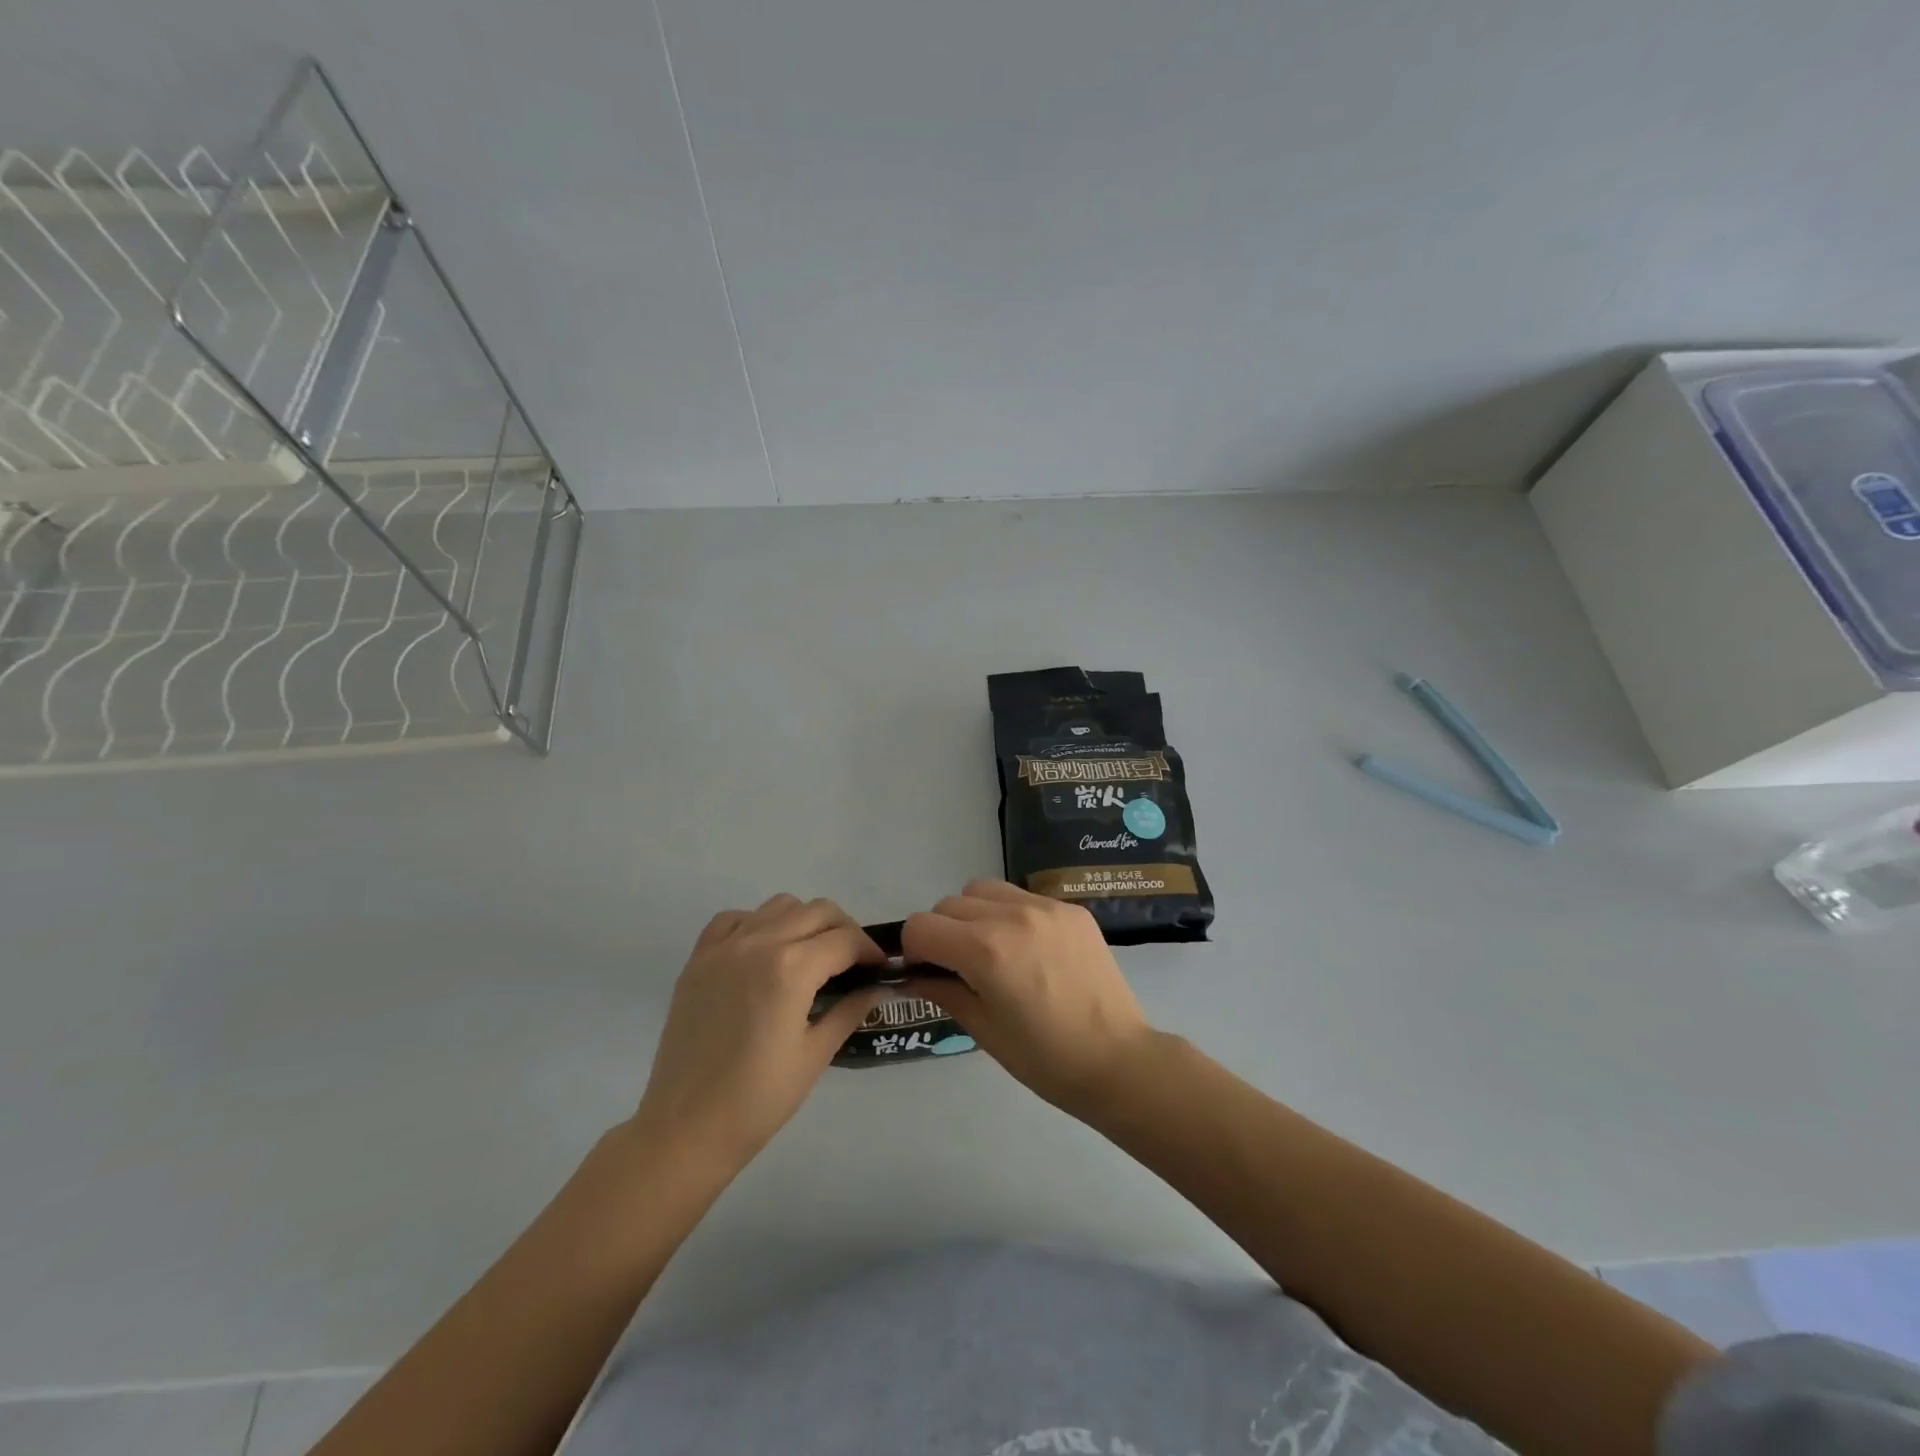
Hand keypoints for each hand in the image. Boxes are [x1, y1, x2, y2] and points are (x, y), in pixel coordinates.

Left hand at [633, 895, 886, 1172]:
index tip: (879, 969)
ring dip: (804, 921)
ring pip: (779, 906)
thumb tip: (876, 988)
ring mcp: (724, 947)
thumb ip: (850, 1010)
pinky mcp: (698, 959)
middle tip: (852, 962)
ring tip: (810, 955)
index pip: (845, 939)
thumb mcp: (815, 1054)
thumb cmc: (759, 1099)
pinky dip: (757, 924)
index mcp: (792, 968)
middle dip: (844, 930)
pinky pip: (735, 919)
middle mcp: (759, 943)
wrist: (685, 1128)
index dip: (869, 951)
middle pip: (817, 911)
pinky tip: (764, 952)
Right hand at [901, 880, 1156, 1113]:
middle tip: (959, 967)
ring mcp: (1045, 907)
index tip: (927, 972)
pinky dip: (1010, 914)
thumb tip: (909, 976)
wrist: (1118, 1060)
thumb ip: (942, 991)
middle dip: (942, 932)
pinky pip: (1021, 896)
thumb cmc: (1045, 1059)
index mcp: (985, 950)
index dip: (914, 951)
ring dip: (973, 914)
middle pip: (948, 904)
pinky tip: (1029, 948)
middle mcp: (1011, 916)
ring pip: (983, 890)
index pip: (921, 927)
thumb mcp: (983, 1030)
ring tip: (993, 950)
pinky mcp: (1070, 908)